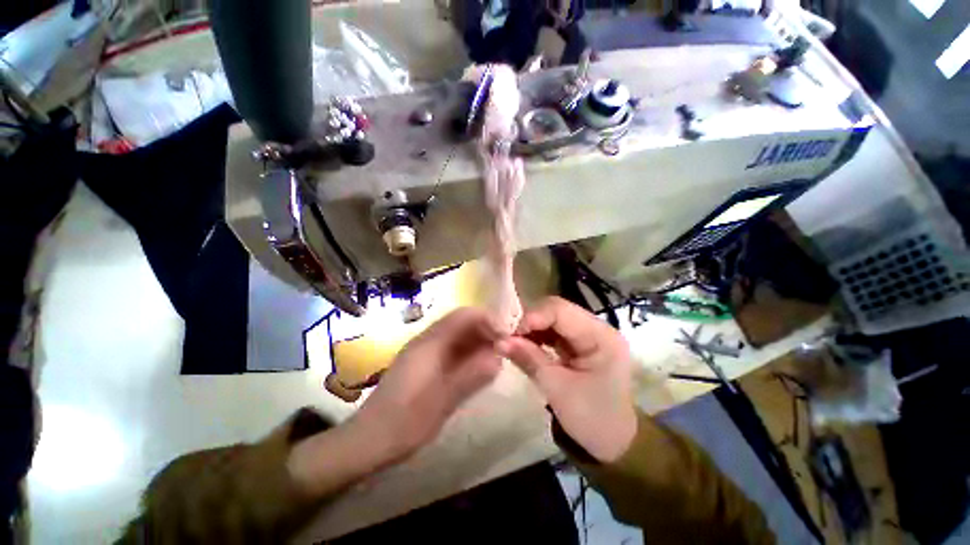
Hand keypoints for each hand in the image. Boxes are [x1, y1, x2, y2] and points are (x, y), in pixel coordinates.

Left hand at [353, 307, 503, 460]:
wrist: (368, 441)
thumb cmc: (404, 423)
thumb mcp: (442, 402)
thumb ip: (471, 376)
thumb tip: (499, 357)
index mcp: (430, 343)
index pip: (464, 316)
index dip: (488, 320)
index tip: (507, 338)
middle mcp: (428, 340)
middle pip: (462, 322)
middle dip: (486, 331)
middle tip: (504, 350)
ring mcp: (425, 351)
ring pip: (459, 335)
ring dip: (478, 342)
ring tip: (495, 359)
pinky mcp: (425, 363)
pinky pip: (452, 349)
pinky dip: (469, 354)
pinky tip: (478, 368)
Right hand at [497, 297, 636, 462]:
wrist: (613, 441)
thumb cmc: (591, 419)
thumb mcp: (557, 389)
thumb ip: (529, 359)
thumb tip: (499, 341)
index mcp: (601, 337)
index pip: (561, 310)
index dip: (532, 317)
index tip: (509, 333)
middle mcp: (597, 327)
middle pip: (557, 309)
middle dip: (530, 320)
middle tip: (509, 337)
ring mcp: (589, 333)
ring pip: (553, 317)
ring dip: (532, 327)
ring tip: (514, 341)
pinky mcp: (580, 342)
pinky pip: (554, 330)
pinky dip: (538, 335)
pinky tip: (525, 345)